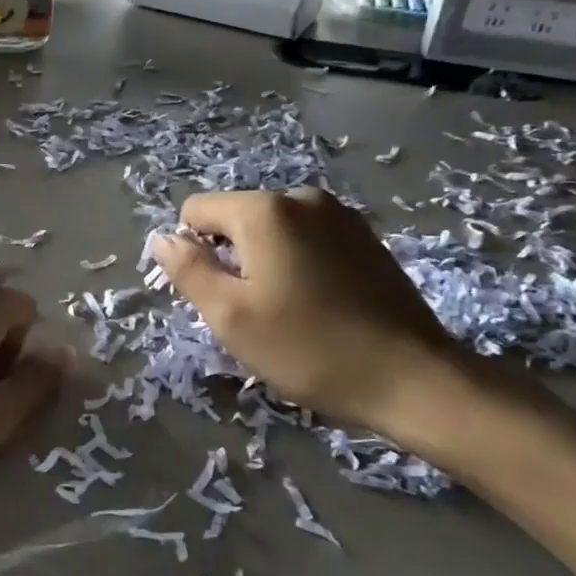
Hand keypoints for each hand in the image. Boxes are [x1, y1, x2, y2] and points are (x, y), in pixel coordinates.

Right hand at [150, 189, 463, 439]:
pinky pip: (307, 239)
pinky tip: (319, 304)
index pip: (196, 211)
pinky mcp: (365, 237)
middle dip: (231, 259)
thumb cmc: (308, 348)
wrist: (413, 378)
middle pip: (236, 219)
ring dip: (265, 263)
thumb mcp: (230, 316)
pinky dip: (298, 264)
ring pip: (272, 231)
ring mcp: (339, 215)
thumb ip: (188, 270)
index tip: (219, 297)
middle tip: (254, 311)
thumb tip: (162, 238)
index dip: (194, 254)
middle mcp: (301, 197)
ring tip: (288, 310)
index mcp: (264, 211)